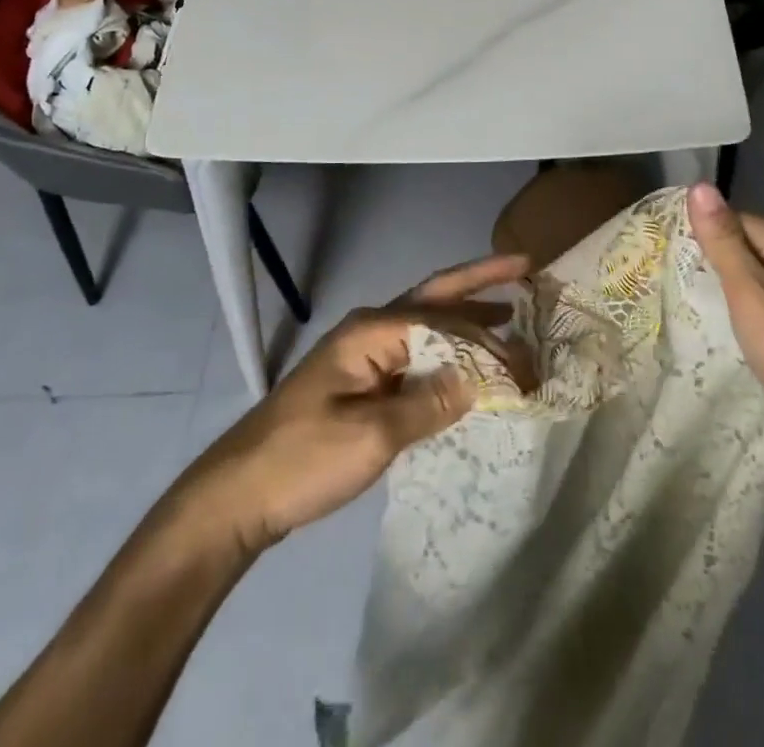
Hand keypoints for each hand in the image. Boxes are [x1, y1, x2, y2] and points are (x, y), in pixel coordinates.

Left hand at [188, 252, 532, 551]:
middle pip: (435, 296)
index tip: (525, 360)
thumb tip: (482, 380)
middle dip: (480, 280)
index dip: (487, 338)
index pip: (444, 321)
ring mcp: (364, 353)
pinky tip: (467, 362)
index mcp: (373, 329)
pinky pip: (415, 353)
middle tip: (524, 268)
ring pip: (426, 322)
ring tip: (510, 312)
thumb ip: (431, 403)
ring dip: (466, 315)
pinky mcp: (362, 380)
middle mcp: (371, 328)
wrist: (238, 494)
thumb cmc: (303, 459)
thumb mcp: (373, 436)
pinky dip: (446, 350)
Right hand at [687, 184, 763, 462]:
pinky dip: (742, 314)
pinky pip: (762, 306)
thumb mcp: (751, 293)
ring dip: (724, 292)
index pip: (731, 220)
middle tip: (673, 285)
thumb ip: (723, 241)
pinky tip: (723, 331)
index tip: (670, 261)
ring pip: (751, 280)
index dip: (701, 238)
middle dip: (711, 265)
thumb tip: (699, 186)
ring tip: (689, 307)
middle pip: (742, 248)